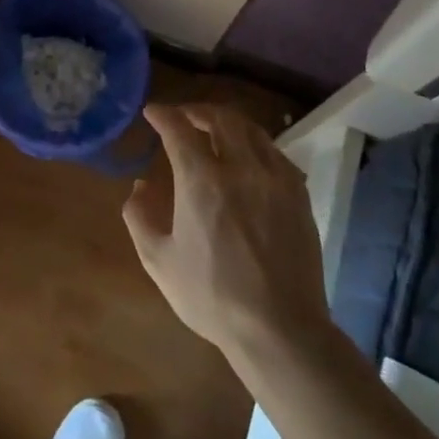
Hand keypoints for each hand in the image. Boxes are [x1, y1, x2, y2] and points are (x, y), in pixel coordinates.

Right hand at [123, 103, 330, 360]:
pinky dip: (255, 145)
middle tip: (183, 117)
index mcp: (202, 181)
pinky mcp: (298, 195)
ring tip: (214, 131)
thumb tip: (140, 185)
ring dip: (228, 123)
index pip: (179, 129)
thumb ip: (140, 217)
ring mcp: (275, 179)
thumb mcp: (158, 261)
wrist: (280, 328)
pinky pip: (275, 153)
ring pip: (252, 131)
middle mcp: (241, 169)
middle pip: (221, 119)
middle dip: (197, 110)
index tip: (152, 112)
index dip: (163, 115)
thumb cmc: (212, 296)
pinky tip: (248, 159)